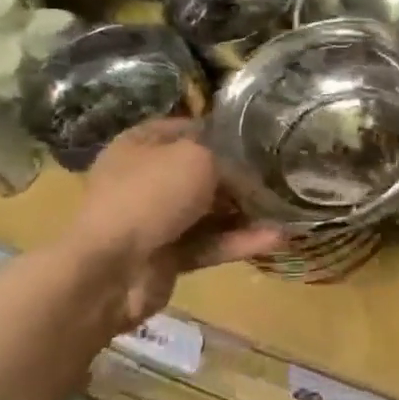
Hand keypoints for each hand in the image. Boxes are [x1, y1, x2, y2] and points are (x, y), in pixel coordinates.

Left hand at [58, 120, 283, 328]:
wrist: (110, 270)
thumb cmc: (150, 196)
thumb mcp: (198, 158)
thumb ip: (229, 159)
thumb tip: (250, 173)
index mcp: (141, 145)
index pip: (189, 129)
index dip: (224, 131)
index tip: (262, 137)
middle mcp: (146, 179)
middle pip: (202, 173)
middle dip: (240, 177)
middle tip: (281, 175)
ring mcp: (155, 220)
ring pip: (210, 212)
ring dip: (246, 213)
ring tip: (287, 209)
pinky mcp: (168, 256)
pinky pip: (210, 244)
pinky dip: (239, 241)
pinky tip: (278, 238)